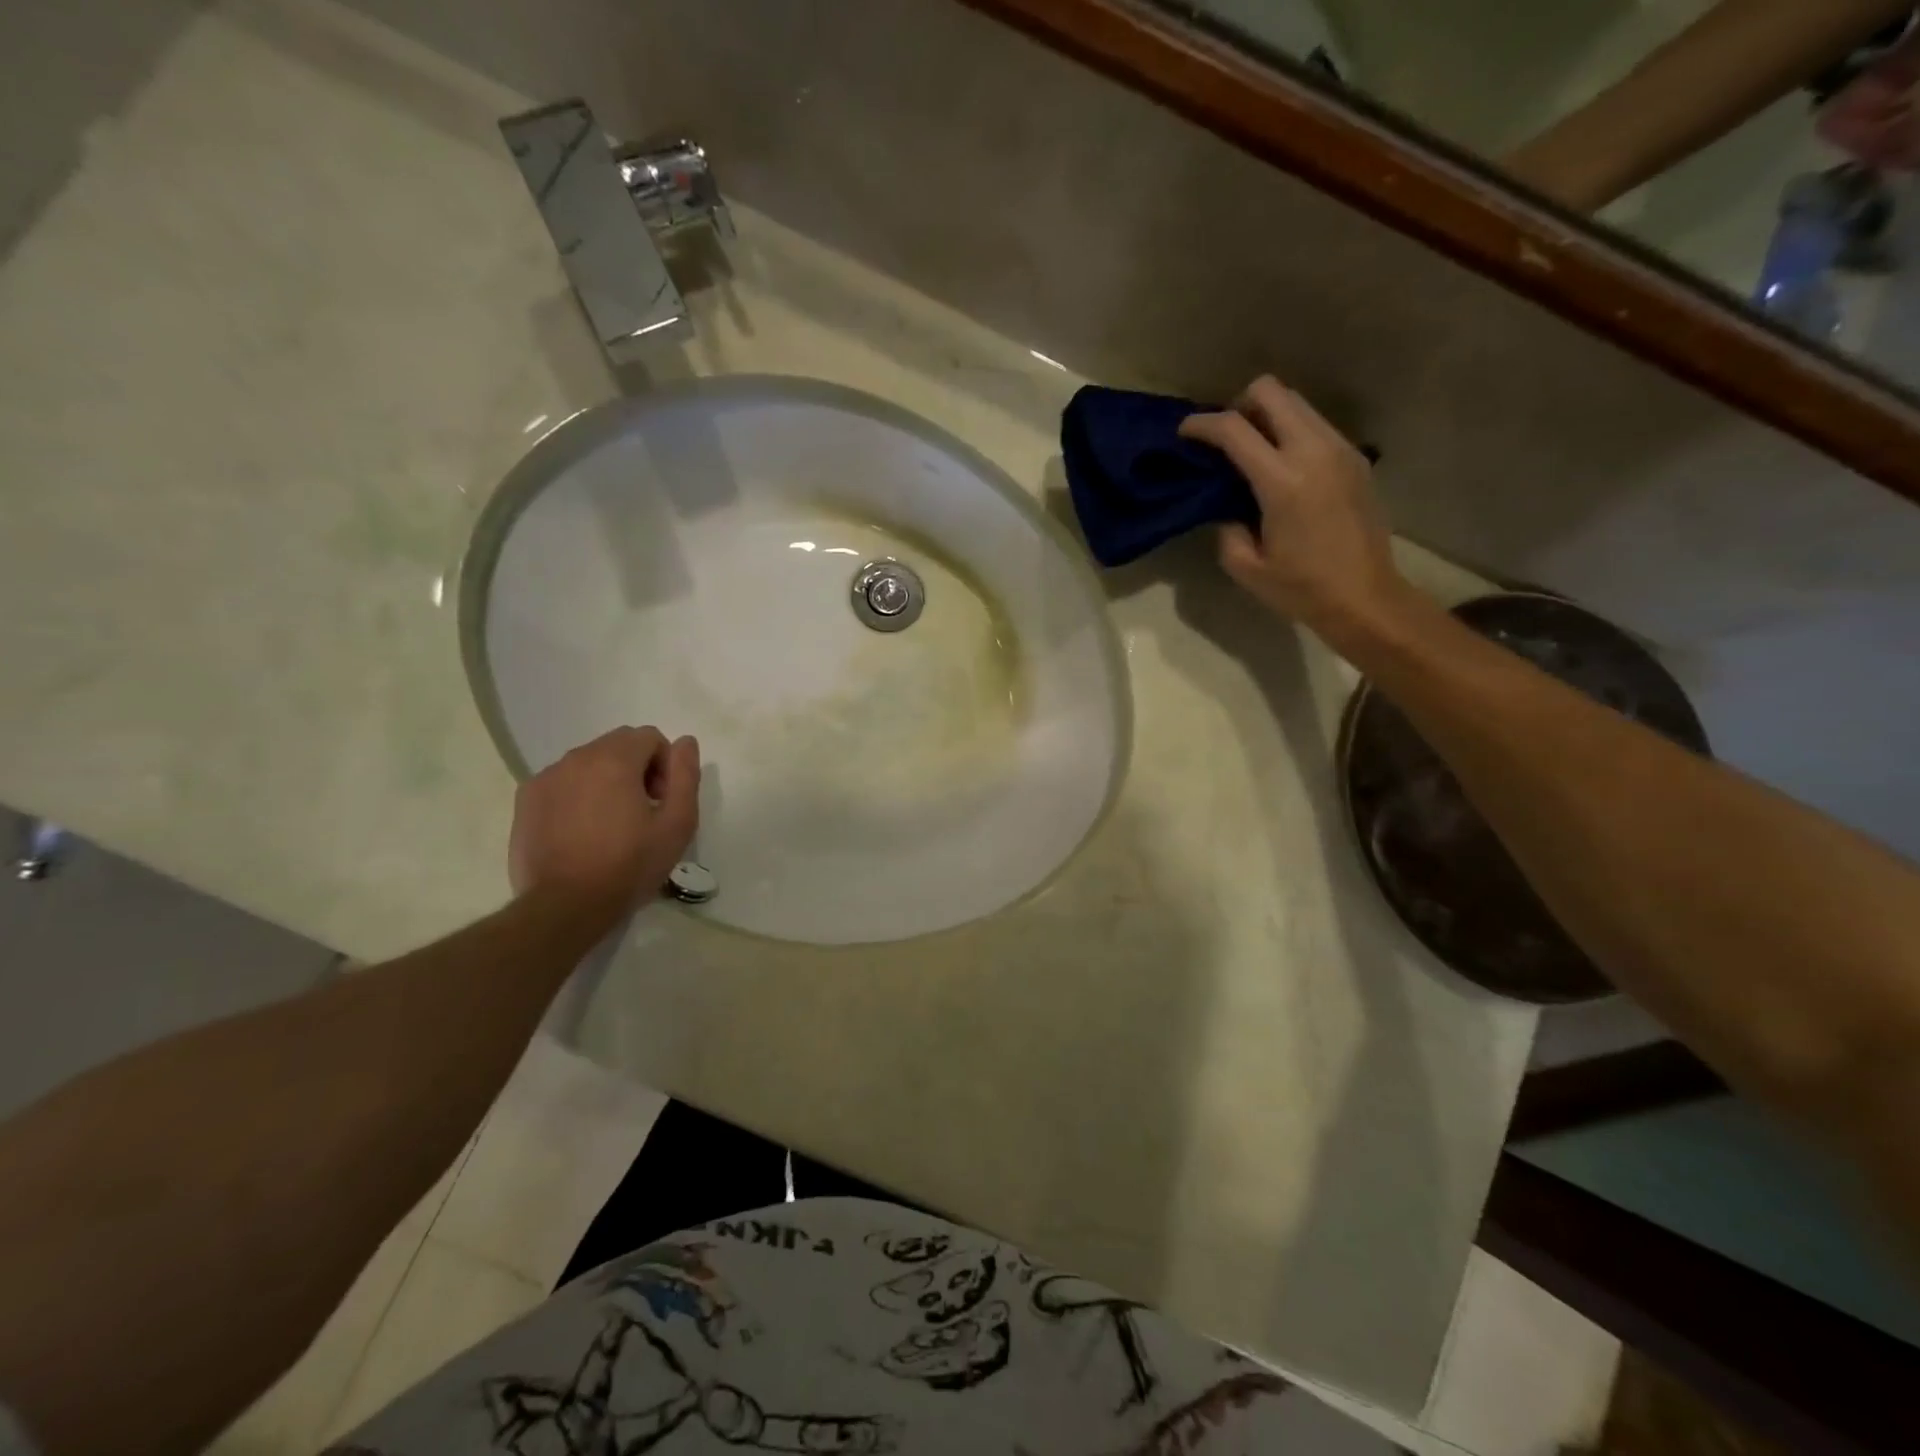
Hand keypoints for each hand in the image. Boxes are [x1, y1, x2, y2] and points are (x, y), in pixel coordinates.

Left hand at [508, 726, 700, 916]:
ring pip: (588, 763)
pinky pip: (562, 782)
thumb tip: (686, 741)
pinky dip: (578, 795)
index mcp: (614, 760)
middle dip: (637, 768)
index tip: (663, 800)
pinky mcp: (526, 800)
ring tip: (611, 824)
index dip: (665, 765)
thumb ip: (685, 775)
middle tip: (643, 811)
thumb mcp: (677, 823)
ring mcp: (545, 778)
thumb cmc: (629, 865)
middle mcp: (576, 758)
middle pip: (617, 746)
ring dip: (606, 781)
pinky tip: (582, 831)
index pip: (649, 737)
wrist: (565, 906)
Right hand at [1180, 376, 1415, 647]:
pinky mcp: (1355, 458)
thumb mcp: (1245, 566)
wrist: (1365, 597)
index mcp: (1282, 481)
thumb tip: (1225, 503)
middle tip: (1224, 438)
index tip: (1184, 433)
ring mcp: (1340, 450)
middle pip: (1271, 391)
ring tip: (1252, 450)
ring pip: (1296, 402)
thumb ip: (1226, 525)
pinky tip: (1281, 465)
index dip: (1201, 424)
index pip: (1233, 428)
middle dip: (1238, 406)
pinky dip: (1290, 431)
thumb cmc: (1300, 588)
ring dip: (1267, 416)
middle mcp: (1314, 451)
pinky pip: (1315, 424)